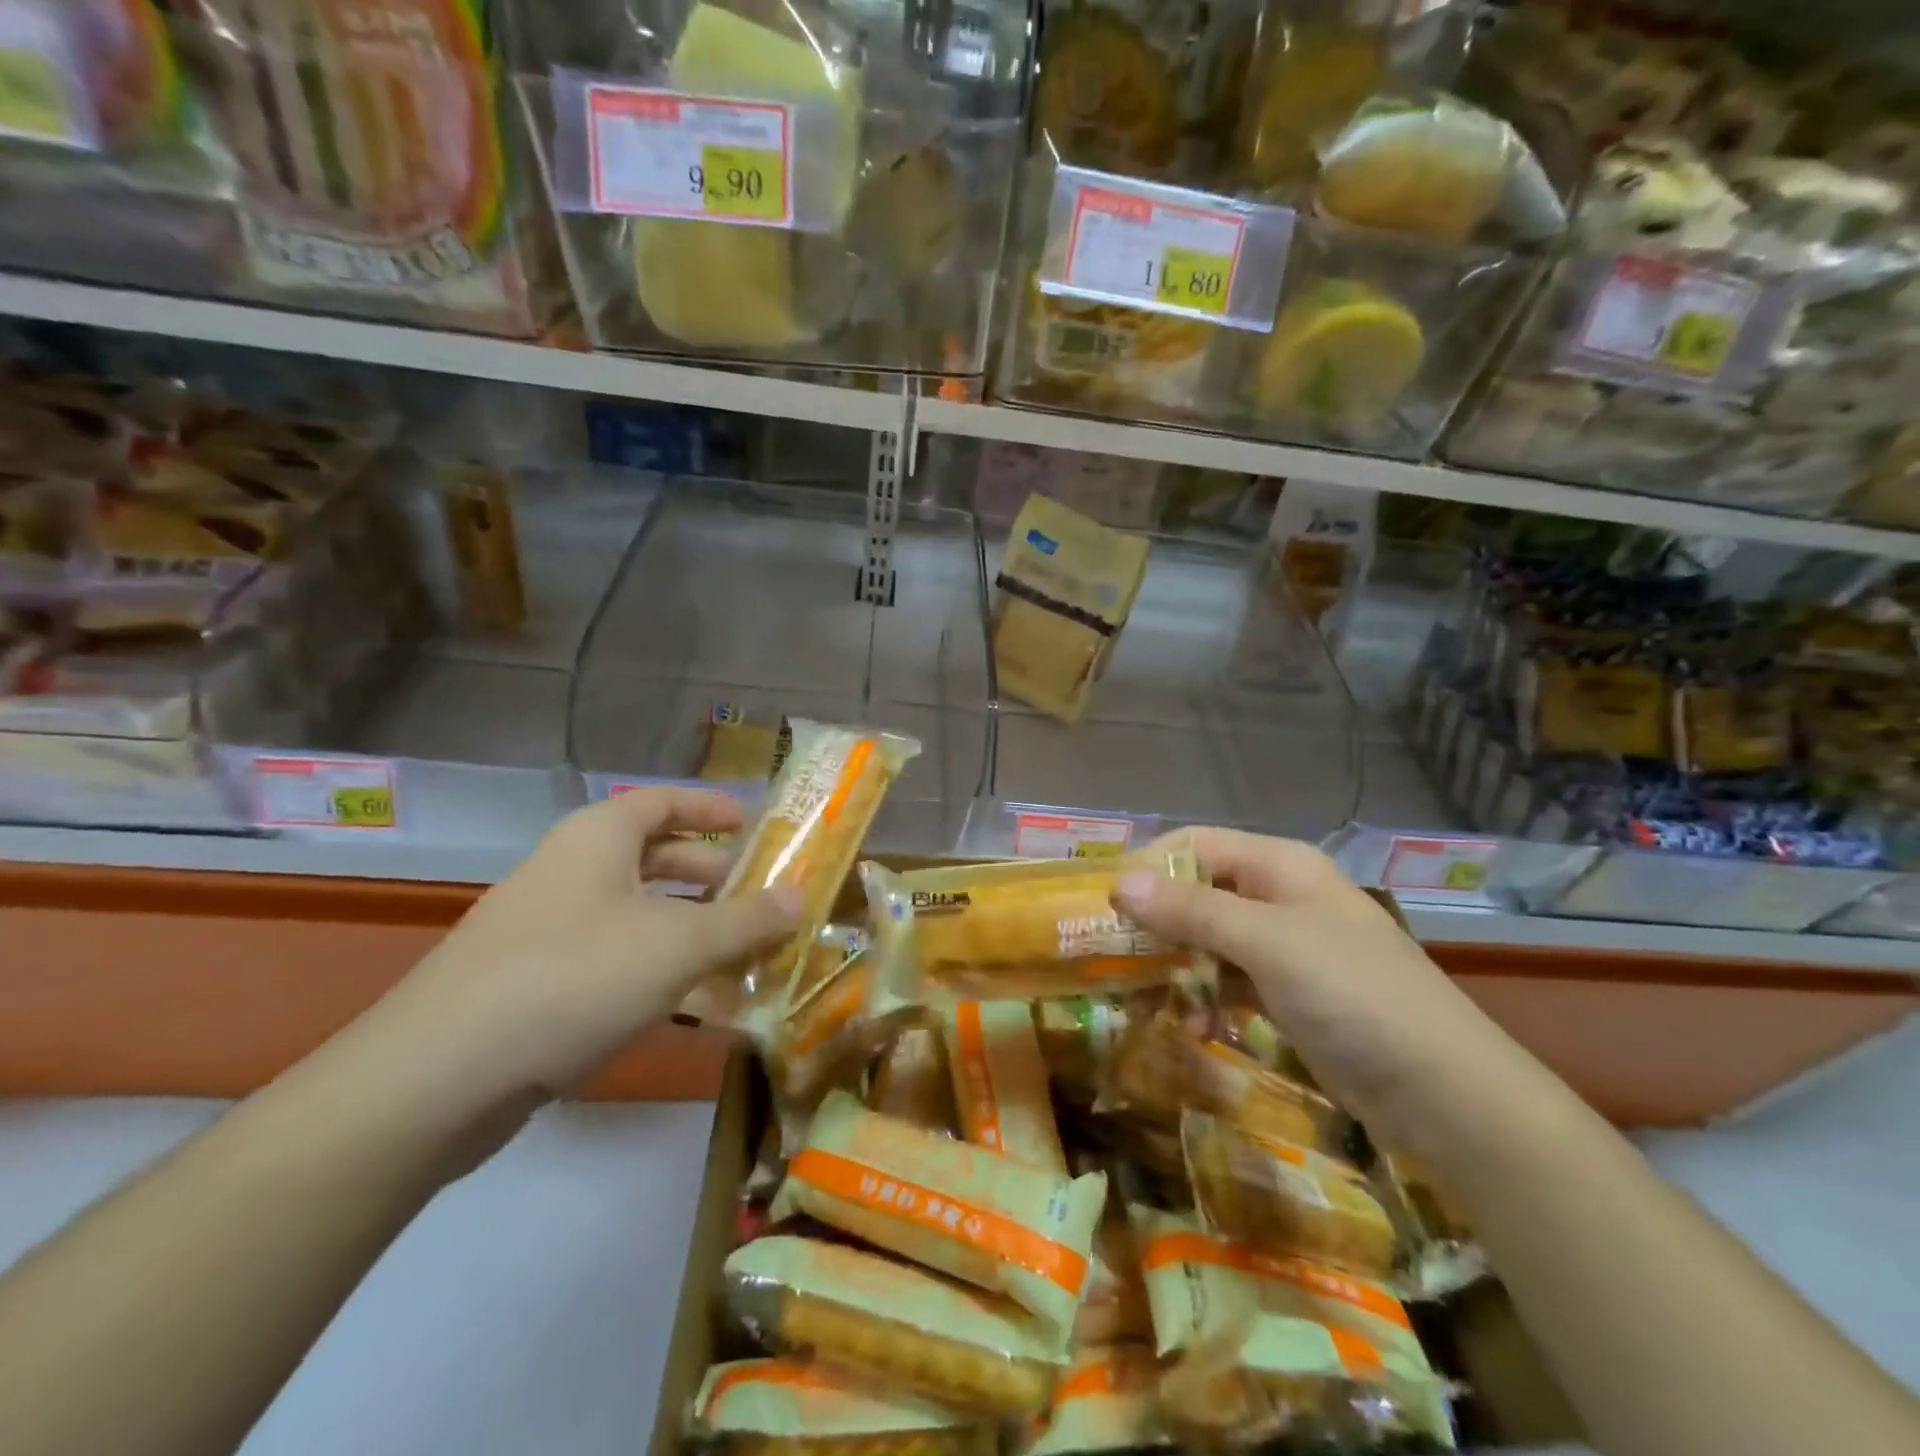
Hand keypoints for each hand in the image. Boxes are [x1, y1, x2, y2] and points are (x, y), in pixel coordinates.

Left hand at [355, 787, 800, 1105]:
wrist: (439, 1076)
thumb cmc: (576, 977)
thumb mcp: (679, 944)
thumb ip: (747, 919)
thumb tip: (801, 895)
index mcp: (598, 839)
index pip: (664, 801)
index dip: (712, 808)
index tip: (756, 826)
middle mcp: (570, 872)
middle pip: (654, 857)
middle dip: (712, 877)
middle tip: (761, 898)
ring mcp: (546, 929)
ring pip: (636, 914)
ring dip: (690, 929)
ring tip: (741, 954)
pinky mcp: (534, 984)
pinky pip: (612, 959)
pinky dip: (656, 970)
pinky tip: (691, 1006)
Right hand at [1116, 829, 1547, 1159]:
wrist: (1447, 1094)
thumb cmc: (1354, 996)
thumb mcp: (1267, 944)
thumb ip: (1191, 911)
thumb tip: (1118, 882)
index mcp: (1279, 865)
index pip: (1194, 845)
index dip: (1146, 866)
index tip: (1101, 903)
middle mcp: (1278, 896)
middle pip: (1197, 892)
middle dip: (1154, 921)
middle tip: (1108, 955)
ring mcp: (1284, 946)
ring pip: (1207, 939)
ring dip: (1174, 963)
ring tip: (1141, 996)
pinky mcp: (1288, 992)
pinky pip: (1228, 979)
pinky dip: (1203, 995)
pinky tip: (1191, 1023)